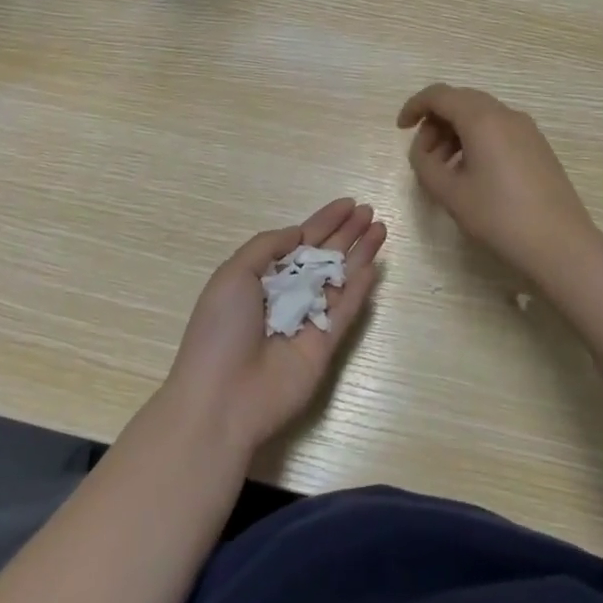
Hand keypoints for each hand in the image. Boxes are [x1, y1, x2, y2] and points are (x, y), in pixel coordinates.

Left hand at [164, 198, 386, 456]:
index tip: (348, 203)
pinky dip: (359, 289)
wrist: (222, 399)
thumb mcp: (233, 274)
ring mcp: (307, 321)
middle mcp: (287, 295)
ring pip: (340, 280)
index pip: (299, 242)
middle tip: (370, 211)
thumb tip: (298, 234)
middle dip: (346, 233)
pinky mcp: (324, 347)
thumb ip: (267, 247)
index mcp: (261, 277)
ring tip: (380, 229)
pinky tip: (373, 266)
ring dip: (360, 254)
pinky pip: (344, 312)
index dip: (324, 221)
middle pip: (323, 257)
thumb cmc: (221, 330)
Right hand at [397, 83, 602, 283]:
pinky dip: (477, 140)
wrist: (561, 245)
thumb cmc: (500, 217)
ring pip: (481, 116)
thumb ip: (425, 165)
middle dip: (436, 122)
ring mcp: (527, 129)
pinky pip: (499, 130)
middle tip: (423, 154)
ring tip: (445, 169)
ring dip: (456, 132)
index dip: (415, 106)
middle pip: (461, 101)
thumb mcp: (450, 194)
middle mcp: (506, 114)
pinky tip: (473, 174)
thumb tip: (423, 151)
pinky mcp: (538, 147)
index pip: (440, 95)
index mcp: (482, 119)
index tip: (401, 129)